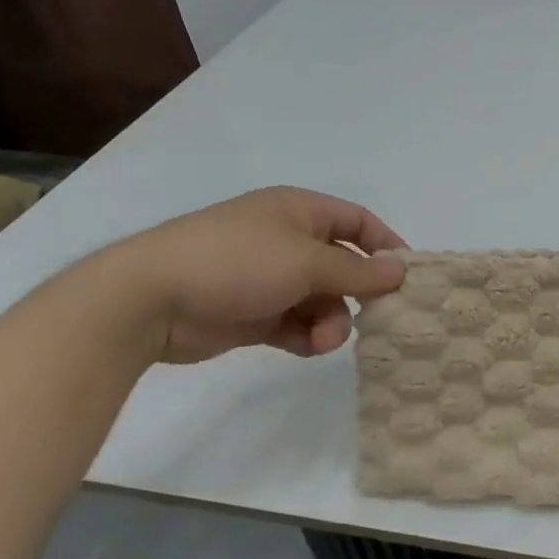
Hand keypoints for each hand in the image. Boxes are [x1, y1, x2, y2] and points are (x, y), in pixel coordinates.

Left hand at [111, 187, 406, 364]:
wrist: (151, 299)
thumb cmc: (237, 261)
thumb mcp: (307, 261)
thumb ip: (358, 270)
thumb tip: (402, 270)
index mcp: (299, 212)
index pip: (357, 221)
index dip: (385, 245)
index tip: (408, 276)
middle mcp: (287, 241)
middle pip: (342, 266)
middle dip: (356, 294)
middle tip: (373, 319)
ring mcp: (268, 278)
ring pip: (321, 300)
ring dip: (331, 322)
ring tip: (323, 340)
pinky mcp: (252, 313)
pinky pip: (295, 323)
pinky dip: (305, 336)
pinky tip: (305, 347)